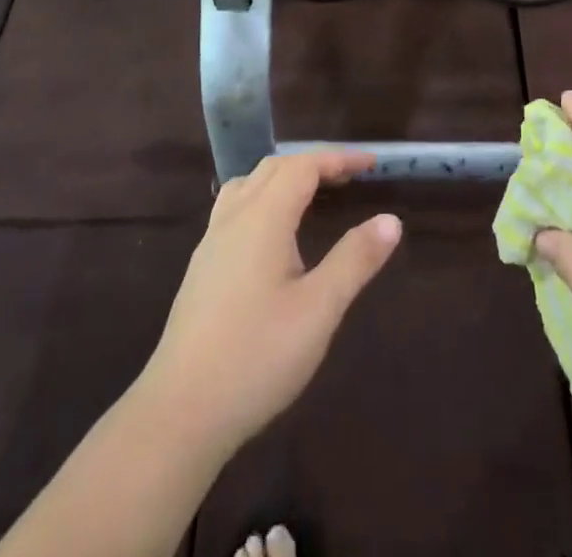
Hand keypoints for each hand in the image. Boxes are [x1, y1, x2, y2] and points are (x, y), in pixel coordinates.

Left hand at [138, 151, 402, 458]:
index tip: (371, 164)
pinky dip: (264, 198)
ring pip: (250, 185)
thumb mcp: (318, 310)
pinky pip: (236, 208)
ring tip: (313, 194)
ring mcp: (212, 242)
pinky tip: (273, 234)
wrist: (179, 413)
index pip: (304, 166)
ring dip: (285, 178)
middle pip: (275, 168)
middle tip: (350, 178)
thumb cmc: (256, 357)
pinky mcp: (202, 267)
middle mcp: (234, 217)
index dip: (339, 159)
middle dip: (314, 164)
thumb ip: (355, 260)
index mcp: (263, 217)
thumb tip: (391, 220)